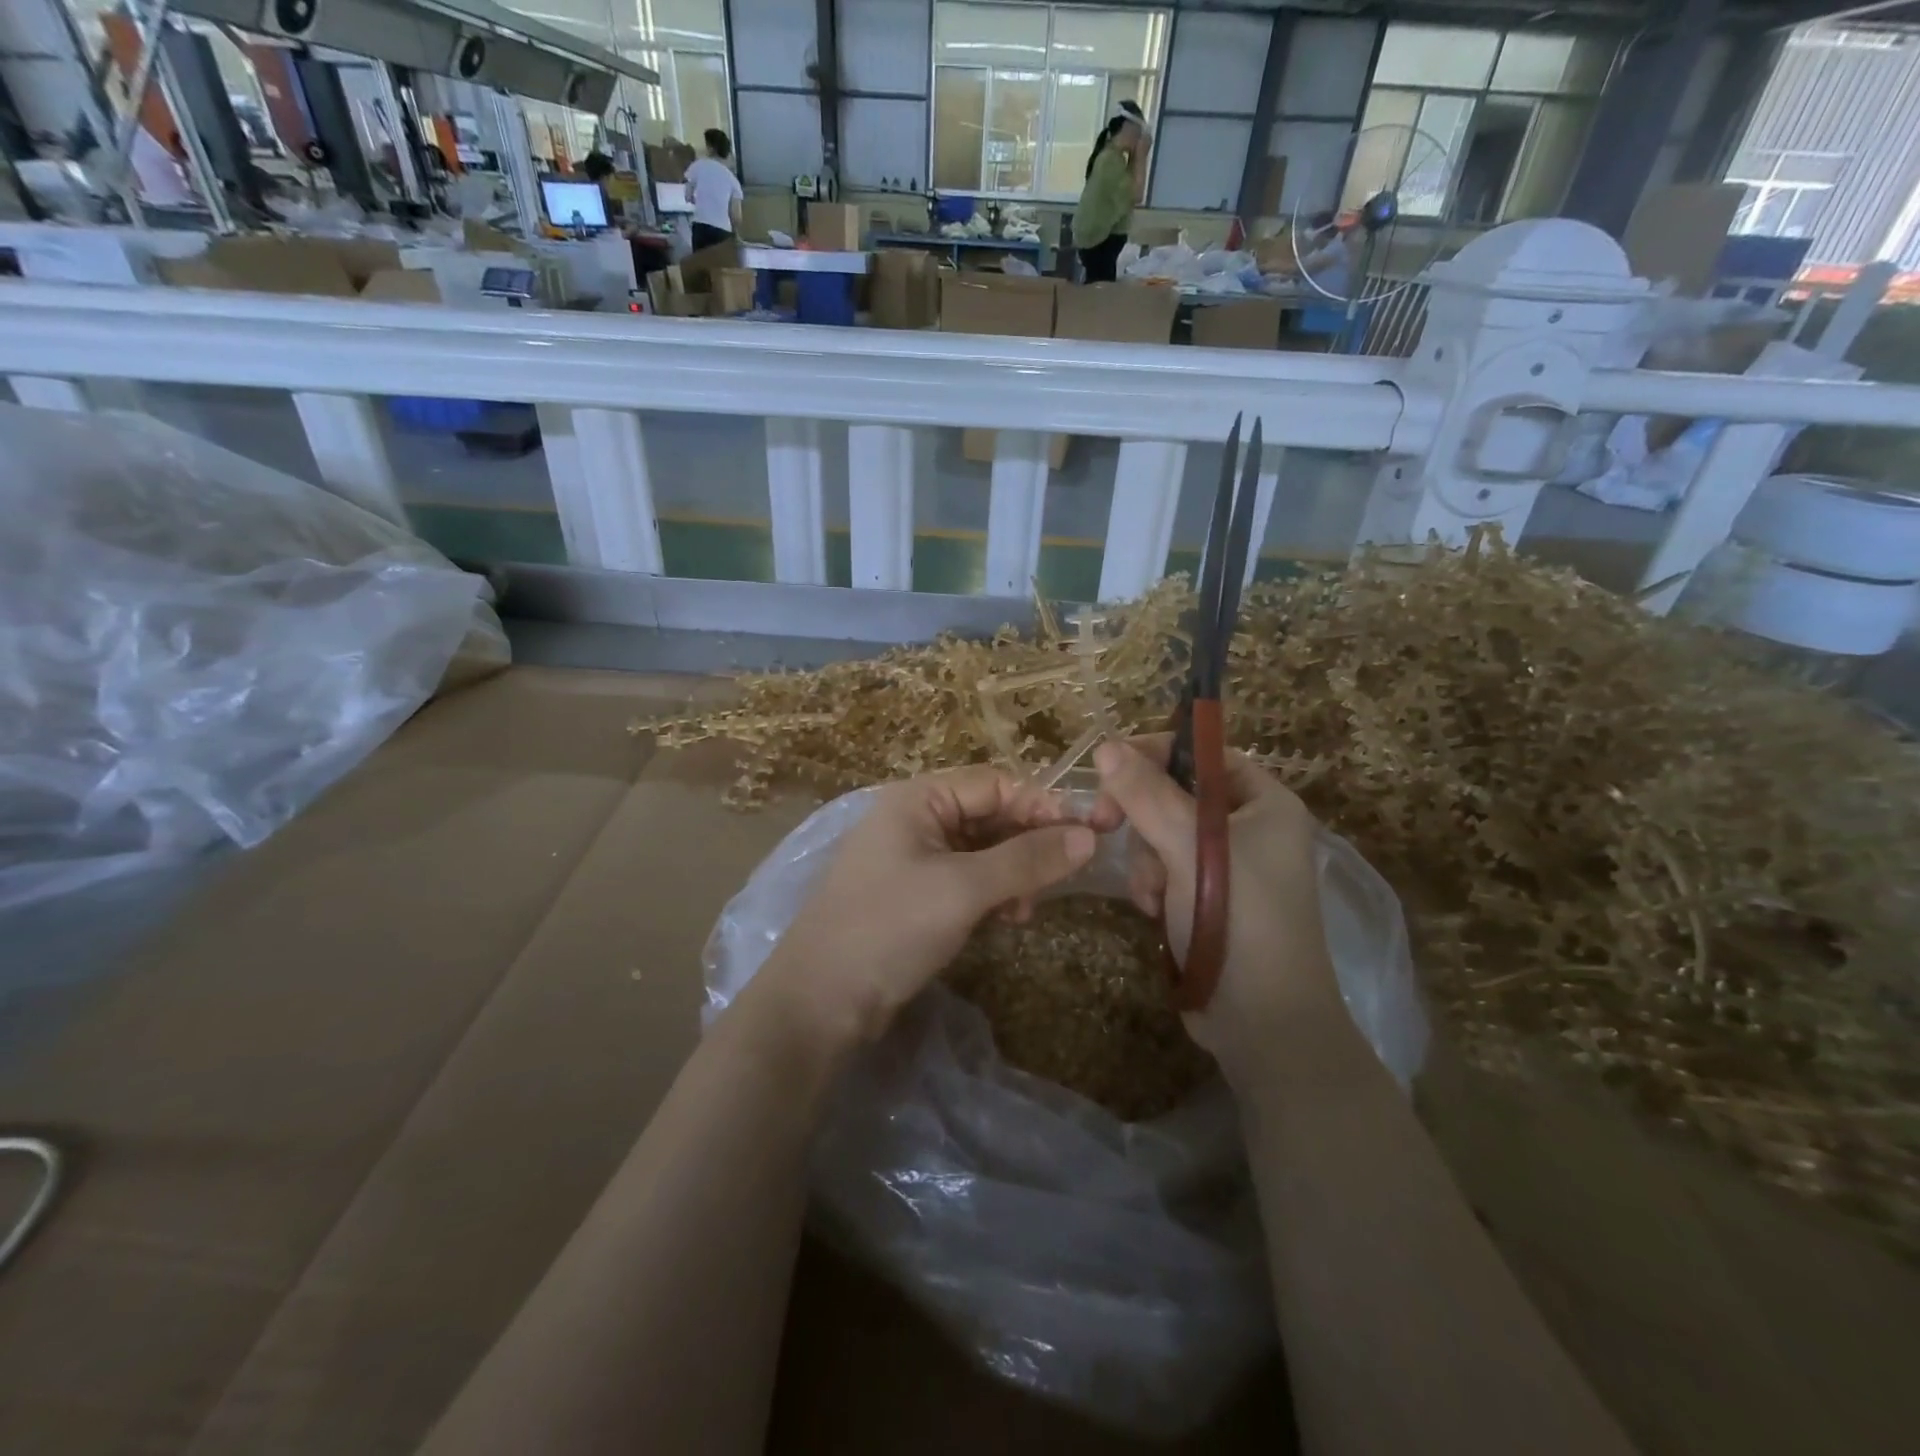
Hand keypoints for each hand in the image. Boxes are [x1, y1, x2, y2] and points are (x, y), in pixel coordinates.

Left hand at [754, 767, 1104, 1049]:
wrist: (819, 1001)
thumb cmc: (890, 928)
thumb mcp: (964, 889)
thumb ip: (1027, 859)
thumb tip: (1088, 836)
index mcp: (918, 798)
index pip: (995, 783)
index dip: (1040, 806)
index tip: (1084, 837)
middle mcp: (914, 818)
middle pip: (989, 815)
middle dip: (1027, 845)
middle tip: (1061, 879)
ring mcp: (911, 857)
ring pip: (981, 850)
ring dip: (1013, 874)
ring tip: (1026, 910)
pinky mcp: (913, 895)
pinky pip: (966, 879)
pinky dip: (991, 894)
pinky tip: (1006, 919)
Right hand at [1093, 737, 1344, 1075]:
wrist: (1263, 1023)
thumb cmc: (1238, 921)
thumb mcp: (1188, 848)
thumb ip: (1147, 794)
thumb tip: (1105, 746)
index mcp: (1266, 803)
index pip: (1205, 754)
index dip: (1157, 753)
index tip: (1109, 767)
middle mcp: (1251, 828)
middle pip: (1177, 794)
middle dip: (1143, 817)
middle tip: (1105, 824)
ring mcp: (1229, 867)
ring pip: (1163, 834)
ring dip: (1145, 859)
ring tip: (1152, 894)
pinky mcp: (1209, 899)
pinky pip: (1165, 869)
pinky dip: (1152, 885)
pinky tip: (1155, 911)